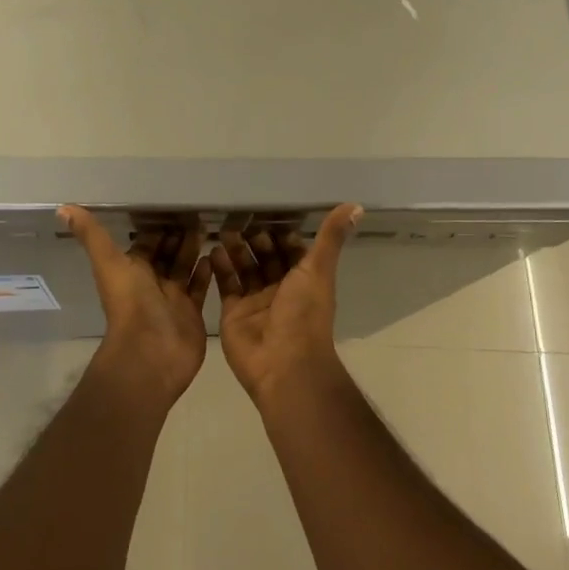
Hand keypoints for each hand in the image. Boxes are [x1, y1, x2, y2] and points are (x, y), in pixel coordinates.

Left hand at [62, 205, 212, 403]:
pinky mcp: (191, 311)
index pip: (144, 243)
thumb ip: (91, 235)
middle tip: (197, 214)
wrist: (151, 352)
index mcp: (130, 270)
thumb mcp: (109, 262)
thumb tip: (62, 208)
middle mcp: (150, 282)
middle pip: (166, 254)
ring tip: (209, 228)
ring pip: (184, 268)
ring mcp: (172, 298)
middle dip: (178, 236)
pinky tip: (215, 254)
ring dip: (193, 250)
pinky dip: (206, 271)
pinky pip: (199, 287)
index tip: (172, 205)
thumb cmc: (130, 304)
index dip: (155, 227)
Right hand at [211, 204, 361, 403]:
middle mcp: (280, 289)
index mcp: (304, 280)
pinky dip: (220, 268)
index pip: (291, 250)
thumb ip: (330, 237)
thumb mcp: (318, 270)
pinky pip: (225, 285)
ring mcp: (255, 301)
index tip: (265, 210)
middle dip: (253, 239)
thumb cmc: (304, 314)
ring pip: (244, 269)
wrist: (283, 364)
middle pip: (265, 258)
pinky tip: (212, 250)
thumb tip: (356, 205)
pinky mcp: (233, 312)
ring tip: (224, 230)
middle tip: (238, 218)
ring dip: (235, 250)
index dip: (280, 233)